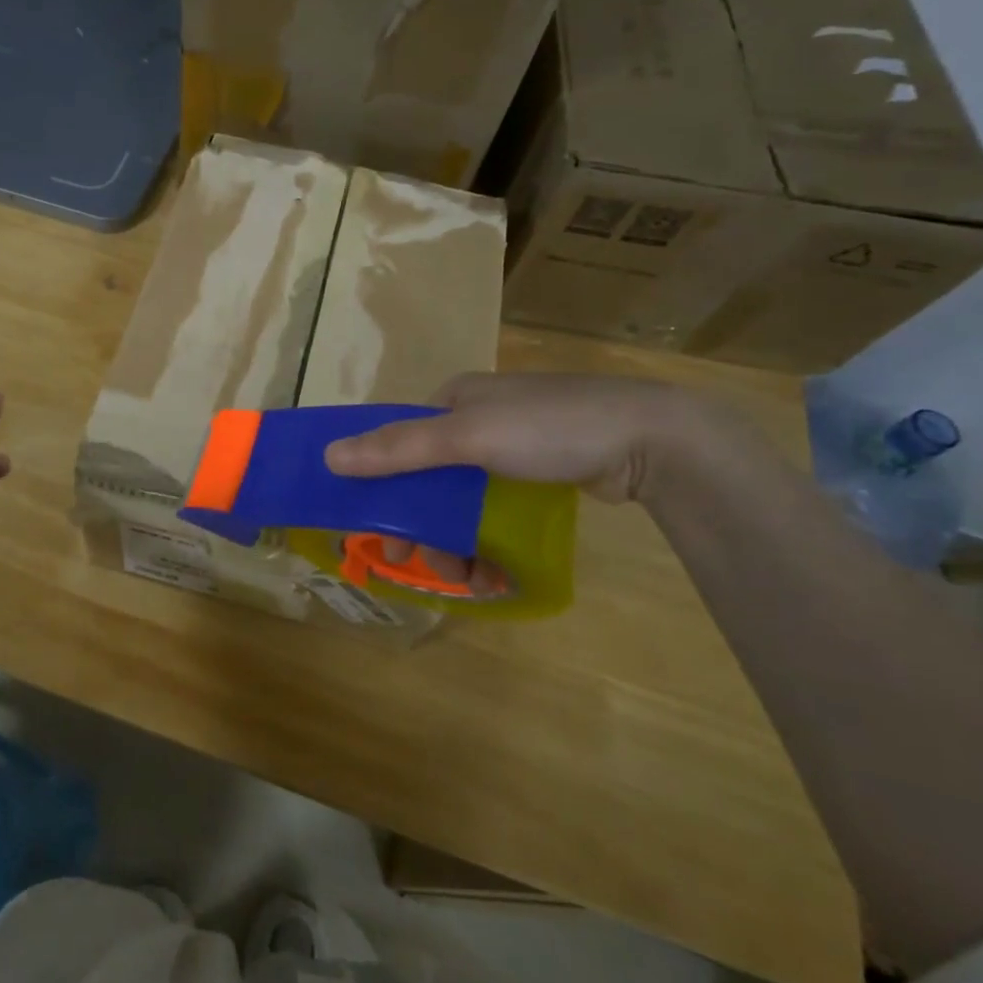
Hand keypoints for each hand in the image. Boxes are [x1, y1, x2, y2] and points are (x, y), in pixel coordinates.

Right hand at [324, 374, 707, 590]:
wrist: (652, 440)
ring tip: (471, 582)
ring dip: (457, 543)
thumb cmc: (549, 428)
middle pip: (430, 479)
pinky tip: (494, 573)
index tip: (383, 532)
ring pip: (463, 500)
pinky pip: (496, 511)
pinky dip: (488, 541)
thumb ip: (399, 448)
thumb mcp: (467, 436)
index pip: (400, 442)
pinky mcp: (540, 474)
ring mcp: (511, 448)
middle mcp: (476, 420)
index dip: (384, 487)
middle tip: (428, 568)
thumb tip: (330, 457)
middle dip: (426, 527)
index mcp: (453, 399)